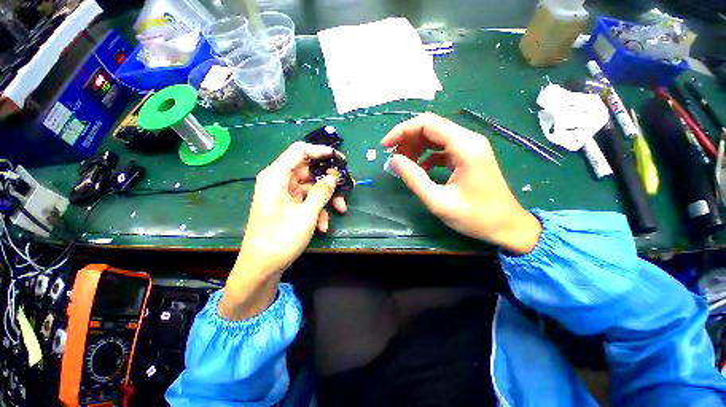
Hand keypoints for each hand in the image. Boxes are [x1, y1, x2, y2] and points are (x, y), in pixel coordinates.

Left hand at [219, 142, 346, 319]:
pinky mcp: (288, 205)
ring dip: (327, 198)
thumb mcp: (306, 214)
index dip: (320, 151)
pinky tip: (323, 225)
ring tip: (341, 209)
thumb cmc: (280, 239)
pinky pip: (307, 200)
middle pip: (309, 170)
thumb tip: (333, 177)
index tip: (339, 158)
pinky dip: (318, 209)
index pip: (299, 151)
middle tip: (347, 186)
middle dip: (329, 180)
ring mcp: (284, 194)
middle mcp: (279, 181)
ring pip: (311, 187)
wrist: (262, 267)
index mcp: (276, 177)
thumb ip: (321, 192)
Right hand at [381, 112, 541, 254]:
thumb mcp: (439, 201)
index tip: (385, 146)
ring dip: (415, 146)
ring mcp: (470, 147)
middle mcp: (469, 140)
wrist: (507, 227)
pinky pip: (442, 148)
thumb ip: (414, 179)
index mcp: (465, 146)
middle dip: (407, 138)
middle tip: (392, 157)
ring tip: (402, 163)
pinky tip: (419, 168)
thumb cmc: (475, 217)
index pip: (427, 124)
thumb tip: (394, 160)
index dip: (402, 131)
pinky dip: (426, 155)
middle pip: (431, 126)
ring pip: (435, 136)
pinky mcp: (468, 156)